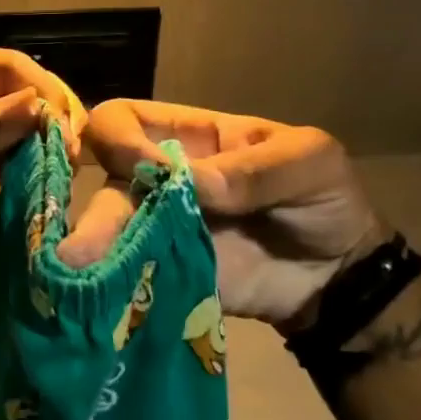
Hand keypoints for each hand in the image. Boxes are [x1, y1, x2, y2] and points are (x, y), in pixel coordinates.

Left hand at [0, 49, 86, 257]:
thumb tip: (40, 107)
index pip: (8, 69)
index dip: (43, 89)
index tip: (66, 124)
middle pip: (20, 103)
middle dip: (51, 121)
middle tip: (78, 156)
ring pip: (16, 139)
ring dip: (44, 152)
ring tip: (71, 176)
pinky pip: (1, 173)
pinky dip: (25, 180)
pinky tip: (47, 192)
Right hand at [64, 100, 384, 324]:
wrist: (340, 277)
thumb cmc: (323, 200)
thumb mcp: (310, 162)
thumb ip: (258, 169)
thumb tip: (198, 186)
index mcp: (185, 138)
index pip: (122, 120)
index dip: (119, 137)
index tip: (146, 168)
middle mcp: (157, 181)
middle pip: (105, 182)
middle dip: (95, 213)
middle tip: (79, 252)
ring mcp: (158, 230)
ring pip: (108, 233)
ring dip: (94, 252)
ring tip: (79, 276)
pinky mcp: (165, 275)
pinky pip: (130, 276)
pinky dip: (116, 286)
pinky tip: (104, 299)